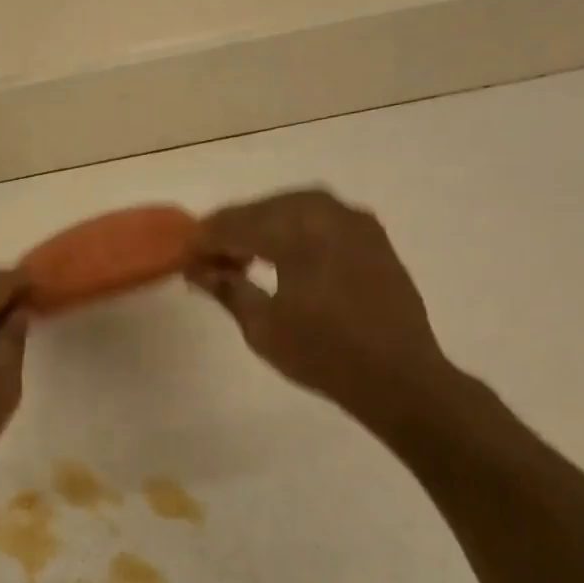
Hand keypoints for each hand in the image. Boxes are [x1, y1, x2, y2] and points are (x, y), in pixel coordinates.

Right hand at [189, 189, 454, 428]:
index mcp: (297, 236)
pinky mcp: (370, 235)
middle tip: (209, 259)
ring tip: (243, 256)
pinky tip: (282, 253)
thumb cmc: (323, 355)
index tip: (184, 257)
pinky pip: (320, 215)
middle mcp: (327, 216)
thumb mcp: (262, 327)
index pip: (236, 225)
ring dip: (262, 224)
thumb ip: (227, 289)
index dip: (205, 239)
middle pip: (263, 208)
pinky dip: (293, 226)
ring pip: (292, 206)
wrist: (399, 377)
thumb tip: (197, 270)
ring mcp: (354, 222)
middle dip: (232, 229)